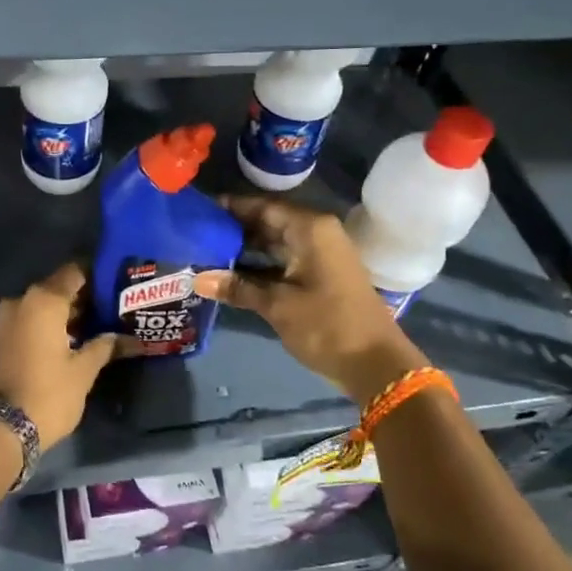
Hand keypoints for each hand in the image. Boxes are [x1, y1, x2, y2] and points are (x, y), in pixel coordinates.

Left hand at [0, 263, 118, 448]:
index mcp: (44, 300)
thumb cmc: (49, 393)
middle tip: (113, 306)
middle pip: (59, 287)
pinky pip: (32, 319)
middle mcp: (22, 300)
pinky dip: (51, 324)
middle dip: (85, 296)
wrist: (4, 429)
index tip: (118, 283)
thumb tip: (129, 338)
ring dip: (67, 312)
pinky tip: (74, 338)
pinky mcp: (2, 337)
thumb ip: (105, 346)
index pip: (75, 272)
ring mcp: (8, 319)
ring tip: (98, 324)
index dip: (98, 275)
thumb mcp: (84, 370)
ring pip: (44, 305)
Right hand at [195, 196, 426, 401]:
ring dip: (244, 250)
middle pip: (267, 222)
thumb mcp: (277, 305)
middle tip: (195, 235)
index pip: (262, 206)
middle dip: (233, 230)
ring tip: (205, 253)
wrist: (376, 363)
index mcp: (309, 228)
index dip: (230, 208)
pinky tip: (230, 274)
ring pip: (274, 243)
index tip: (198, 211)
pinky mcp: (320, 275)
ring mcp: (320, 255)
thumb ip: (237, 287)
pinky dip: (259, 266)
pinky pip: (283, 260)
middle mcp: (316, 233)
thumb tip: (195, 279)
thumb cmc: (327, 325)